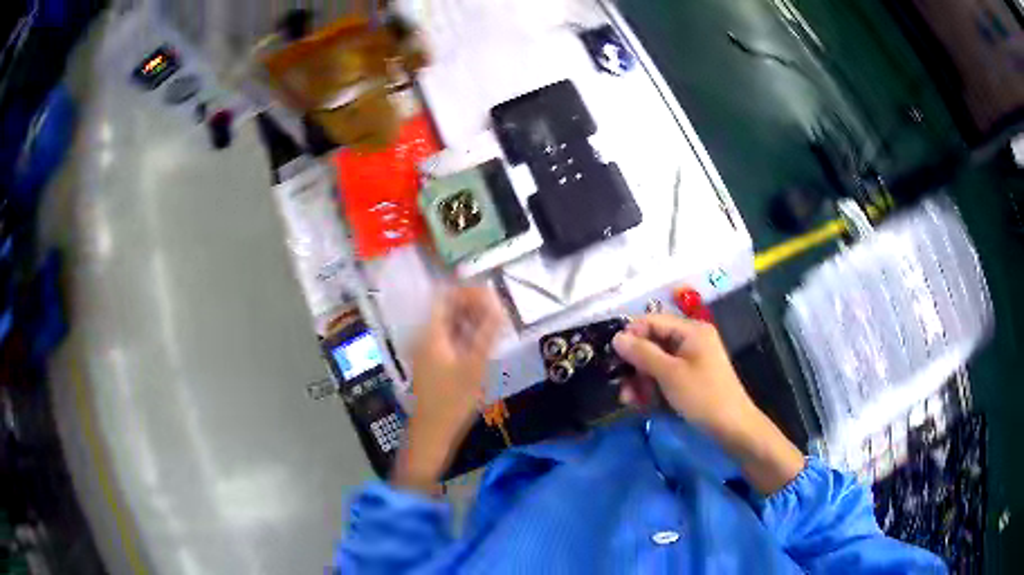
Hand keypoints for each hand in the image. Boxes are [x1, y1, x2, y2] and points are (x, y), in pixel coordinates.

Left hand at [393, 287, 504, 492]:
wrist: (432, 432)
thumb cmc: (453, 400)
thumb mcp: (475, 366)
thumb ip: (487, 334)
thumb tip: (499, 306)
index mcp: (431, 334)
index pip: (445, 297)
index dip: (467, 291)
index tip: (491, 294)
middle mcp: (424, 337)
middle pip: (446, 309)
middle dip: (471, 305)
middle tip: (497, 310)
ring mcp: (426, 351)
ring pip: (447, 325)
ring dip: (469, 320)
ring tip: (494, 324)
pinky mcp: (431, 364)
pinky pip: (447, 339)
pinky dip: (464, 335)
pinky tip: (481, 342)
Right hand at [612, 314, 754, 436]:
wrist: (732, 427)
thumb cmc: (702, 396)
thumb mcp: (669, 374)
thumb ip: (642, 353)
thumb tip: (617, 337)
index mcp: (691, 330)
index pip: (652, 320)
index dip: (631, 335)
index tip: (613, 357)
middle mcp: (690, 340)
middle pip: (652, 343)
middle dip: (634, 365)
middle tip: (622, 387)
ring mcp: (691, 360)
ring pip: (655, 363)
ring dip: (640, 380)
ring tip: (630, 400)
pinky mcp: (689, 378)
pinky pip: (664, 376)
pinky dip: (652, 388)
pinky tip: (643, 404)